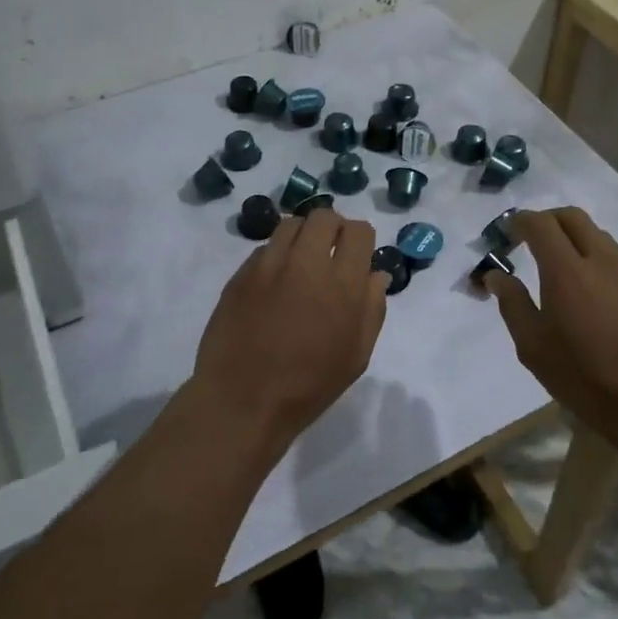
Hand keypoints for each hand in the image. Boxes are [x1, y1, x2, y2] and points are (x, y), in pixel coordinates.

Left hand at [190, 209, 387, 451]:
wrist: (243, 401)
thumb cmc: (308, 386)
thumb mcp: (356, 356)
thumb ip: (372, 309)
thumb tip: (375, 275)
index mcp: (343, 285)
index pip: (358, 231)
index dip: (360, 239)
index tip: (356, 255)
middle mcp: (307, 264)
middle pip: (324, 217)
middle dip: (333, 228)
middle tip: (329, 252)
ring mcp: (270, 265)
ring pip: (291, 224)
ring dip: (302, 235)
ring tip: (300, 260)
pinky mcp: (242, 273)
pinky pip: (265, 247)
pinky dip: (276, 254)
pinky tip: (275, 280)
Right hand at [479, 207, 617, 444]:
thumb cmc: (583, 377)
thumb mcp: (533, 346)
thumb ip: (512, 302)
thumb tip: (496, 275)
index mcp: (567, 270)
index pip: (540, 223)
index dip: (519, 222)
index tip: (505, 233)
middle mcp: (600, 260)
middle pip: (571, 217)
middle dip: (546, 220)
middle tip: (527, 241)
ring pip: (595, 233)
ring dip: (571, 236)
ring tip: (555, 264)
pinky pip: (612, 254)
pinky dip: (591, 254)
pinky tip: (583, 286)